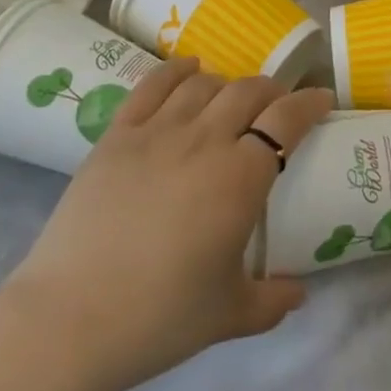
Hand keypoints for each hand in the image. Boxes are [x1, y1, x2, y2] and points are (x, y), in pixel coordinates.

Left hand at [0, 58, 333, 390]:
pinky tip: (189, 70)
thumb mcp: (228, 315)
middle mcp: (205, 140)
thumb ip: (272, 301)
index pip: (287, 119)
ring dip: (227, 83)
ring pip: (204, 84)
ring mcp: (158, 131)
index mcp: (241, 177)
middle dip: (272, 90)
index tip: (322, 100)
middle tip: (278, 104)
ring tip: (232, 97)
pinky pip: (153, 85)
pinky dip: (177, 70)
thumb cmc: (159, 317)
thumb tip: (300, 294)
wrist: (69, 320)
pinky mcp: (117, 134)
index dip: (310, 103)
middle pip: (248, 91)